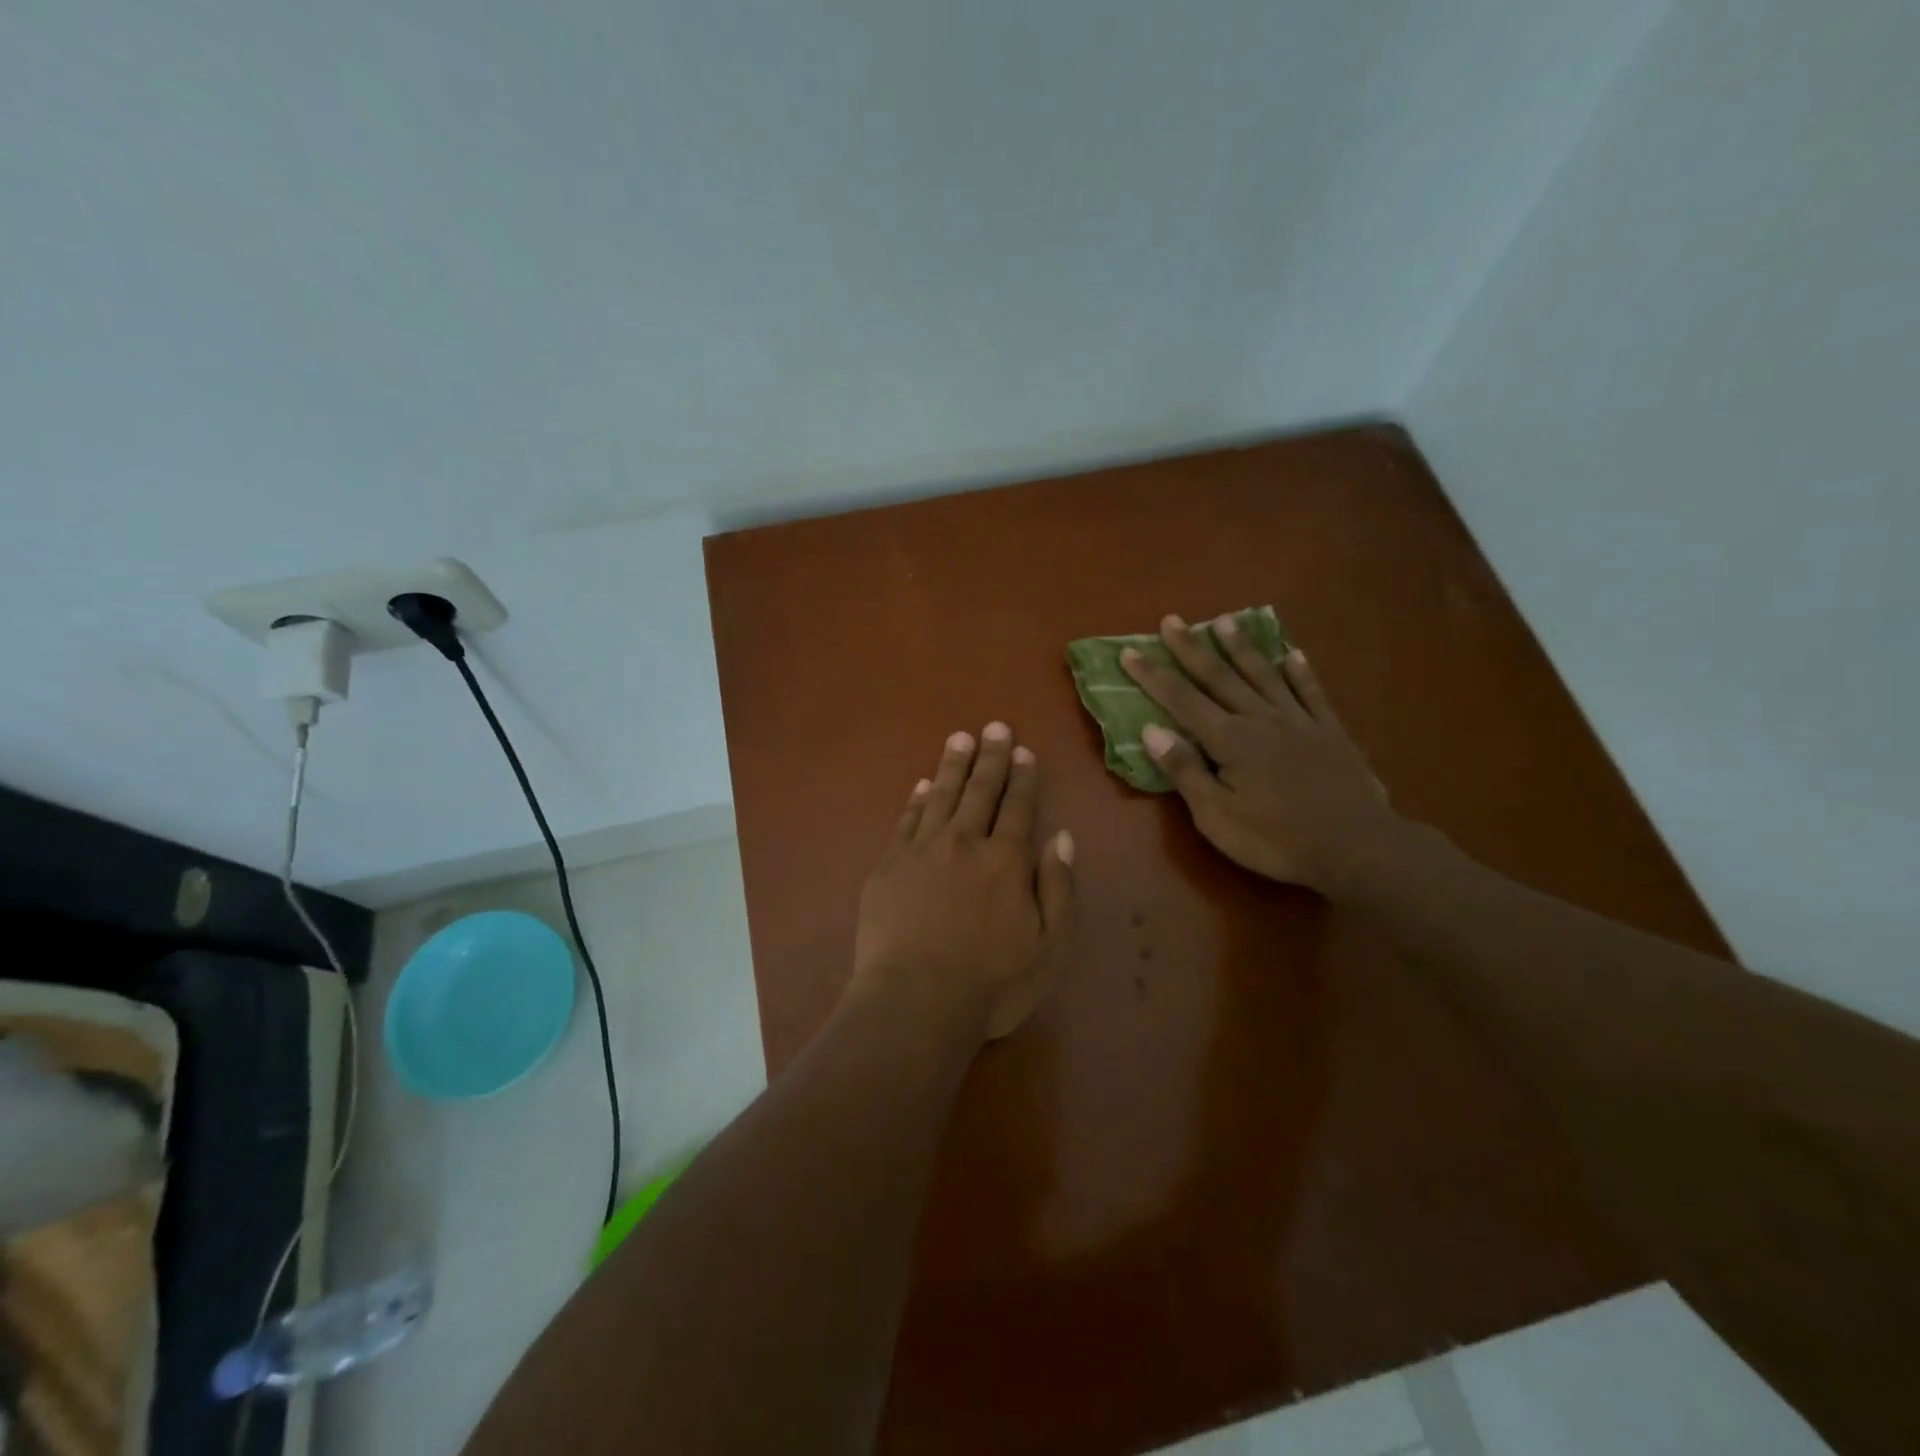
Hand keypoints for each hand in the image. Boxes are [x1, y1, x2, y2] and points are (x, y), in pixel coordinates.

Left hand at [853, 724, 1076, 1040]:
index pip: (1018, 806)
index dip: (1023, 777)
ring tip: (960, 738)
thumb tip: (1061, 837)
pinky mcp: (889, 866)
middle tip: (994, 726)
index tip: (1024, 750)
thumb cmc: (991, 983)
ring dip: (952, 766)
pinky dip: (916, 800)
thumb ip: (1058, 887)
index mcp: (1006, 860)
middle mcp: (965, 843)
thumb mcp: (1048, 945)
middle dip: (991, 757)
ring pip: (940, 796)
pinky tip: (921, 785)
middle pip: (980, 791)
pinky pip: (906, 821)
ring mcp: (921, 851)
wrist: (916, 1001)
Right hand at [1121, 615, 1399, 893]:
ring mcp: (1299, 721)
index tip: (1129, 652)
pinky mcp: (1331, 732)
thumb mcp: (1217, 817)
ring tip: (1223, 620)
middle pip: (1219, 677)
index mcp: (1230, 740)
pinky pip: (1312, 693)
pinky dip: (1301, 672)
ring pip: (1264, 675)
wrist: (1357, 848)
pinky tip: (1293, 654)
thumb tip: (1151, 730)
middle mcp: (1261, 719)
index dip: (1153, 676)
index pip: (1181, 700)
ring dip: (1241, 647)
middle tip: (1171, 620)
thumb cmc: (1277, 840)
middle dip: (1191, 648)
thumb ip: (1185, 771)